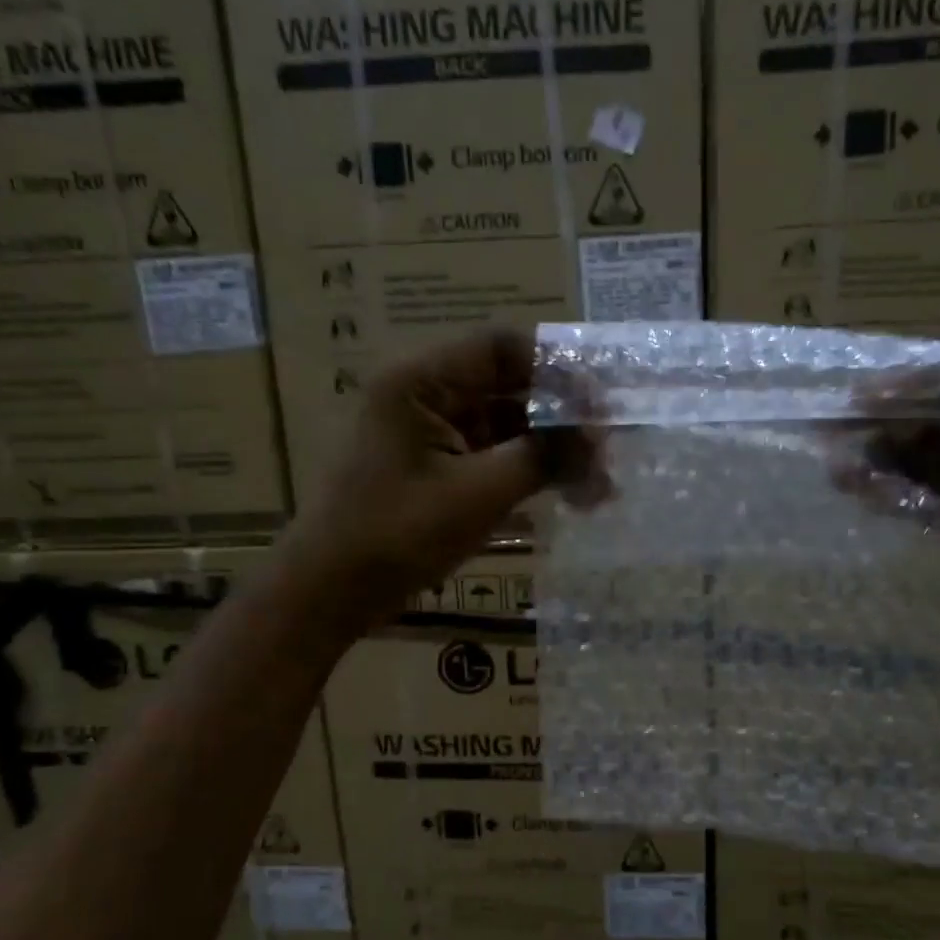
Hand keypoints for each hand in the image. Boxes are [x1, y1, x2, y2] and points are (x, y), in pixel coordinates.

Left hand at [287, 329, 595, 632]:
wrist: (331, 591)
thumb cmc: (397, 535)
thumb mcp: (478, 494)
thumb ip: (543, 457)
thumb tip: (598, 437)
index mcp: (422, 382)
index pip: (502, 348)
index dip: (557, 369)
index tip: (600, 406)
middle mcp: (427, 395)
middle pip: (509, 384)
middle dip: (562, 416)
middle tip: (608, 449)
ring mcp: (432, 432)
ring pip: (508, 423)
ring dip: (552, 448)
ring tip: (599, 484)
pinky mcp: (439, 467)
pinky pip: (495, 454)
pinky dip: (531, 470)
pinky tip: (569, 494)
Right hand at [858, 375, 939, 678]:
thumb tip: (882, 436)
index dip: (918, 385)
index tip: (864, 395)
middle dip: (894, 424)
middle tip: (838, 428)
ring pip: (938, 461)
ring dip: (891, 461)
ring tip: (836, 463)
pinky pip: (939, 500)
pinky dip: (903, 497)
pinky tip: (861, 491)